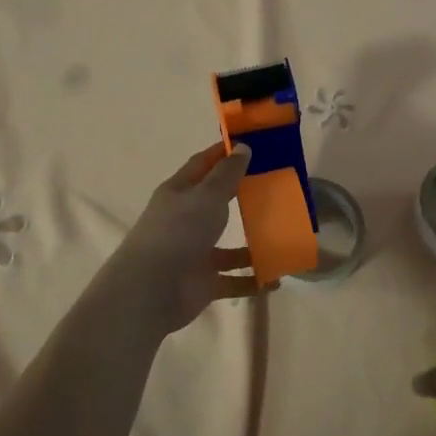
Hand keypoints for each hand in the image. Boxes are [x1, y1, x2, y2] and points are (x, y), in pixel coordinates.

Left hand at [97, 141, 272, 336]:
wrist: (151, 290)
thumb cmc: (179, 231)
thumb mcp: (206, 195)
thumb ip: (227, 174)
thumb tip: (242, 147)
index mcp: (180, 192)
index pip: (203, 164)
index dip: (224, 153)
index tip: (252, 144)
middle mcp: (186, 221)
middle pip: (217, 204)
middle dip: (243, 198)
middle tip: (278, 189)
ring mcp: (194, 253)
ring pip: (229, 248)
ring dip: (253, 246)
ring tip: (284, 238)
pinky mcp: (203, 283)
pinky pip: (234, 280)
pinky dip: (253, 280)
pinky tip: (276, 279)